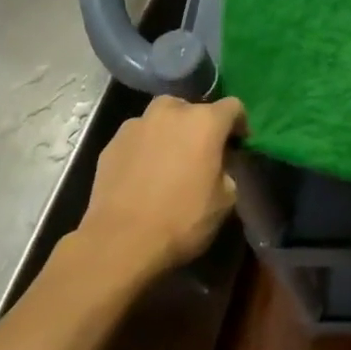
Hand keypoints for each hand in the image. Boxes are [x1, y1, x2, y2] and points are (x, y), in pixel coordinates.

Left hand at [78, 95, 244, 282]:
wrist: (119, 243)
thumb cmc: (181, 220)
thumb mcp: (225, 201)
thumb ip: (227, 172)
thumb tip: (219, 168)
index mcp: (205, 122)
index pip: (233, 106)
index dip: (239, 124)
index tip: (237, 145)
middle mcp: (171, 112)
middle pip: (193, 108)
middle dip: (199, 126)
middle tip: (200, 153)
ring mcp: (137, 125)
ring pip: (161, 119)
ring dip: (169, 132)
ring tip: (168, 160)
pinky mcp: (111, 143)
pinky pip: (137, 137)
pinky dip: (144, 148)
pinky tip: (142, 174)